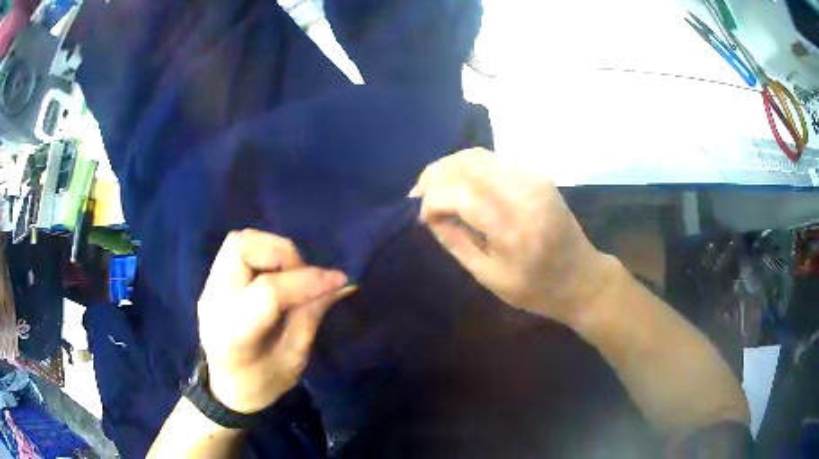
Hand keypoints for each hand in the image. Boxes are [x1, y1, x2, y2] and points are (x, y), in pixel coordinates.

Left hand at [197, 229, 351, 413]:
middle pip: (242, 247)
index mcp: (234, 334)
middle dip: (282, 253)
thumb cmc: (262, 384)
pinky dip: (262, 253)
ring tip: (290, 275)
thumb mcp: (294, 359)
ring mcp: (208, 288)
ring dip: (271, 250)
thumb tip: (339, 284)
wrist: (227, 390)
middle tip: (303, 275)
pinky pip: (237, 250)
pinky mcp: (212, 282)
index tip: (338, 279)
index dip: (307, 280)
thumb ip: (310, 316)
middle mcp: (214, 302)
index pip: (269, 291)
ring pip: (238, 241)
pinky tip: (275, 276)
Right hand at [411, 148, 613, 324]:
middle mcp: (524, 192)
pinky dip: (469, 168)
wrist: (582, 277)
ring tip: (433, 187)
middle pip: (466, 165)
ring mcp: (533, 177)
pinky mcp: (537, 174)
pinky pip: (492, 160)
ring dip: (449, 168)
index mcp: (513, 227)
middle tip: (418, 194)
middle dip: (434, 176)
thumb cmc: (536, 288)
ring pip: (477, 155)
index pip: (460, 193)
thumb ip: (456, 242)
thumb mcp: (489, 277)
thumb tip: (428, 214)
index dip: (432, 199)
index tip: (422, 216)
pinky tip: (460, 185)